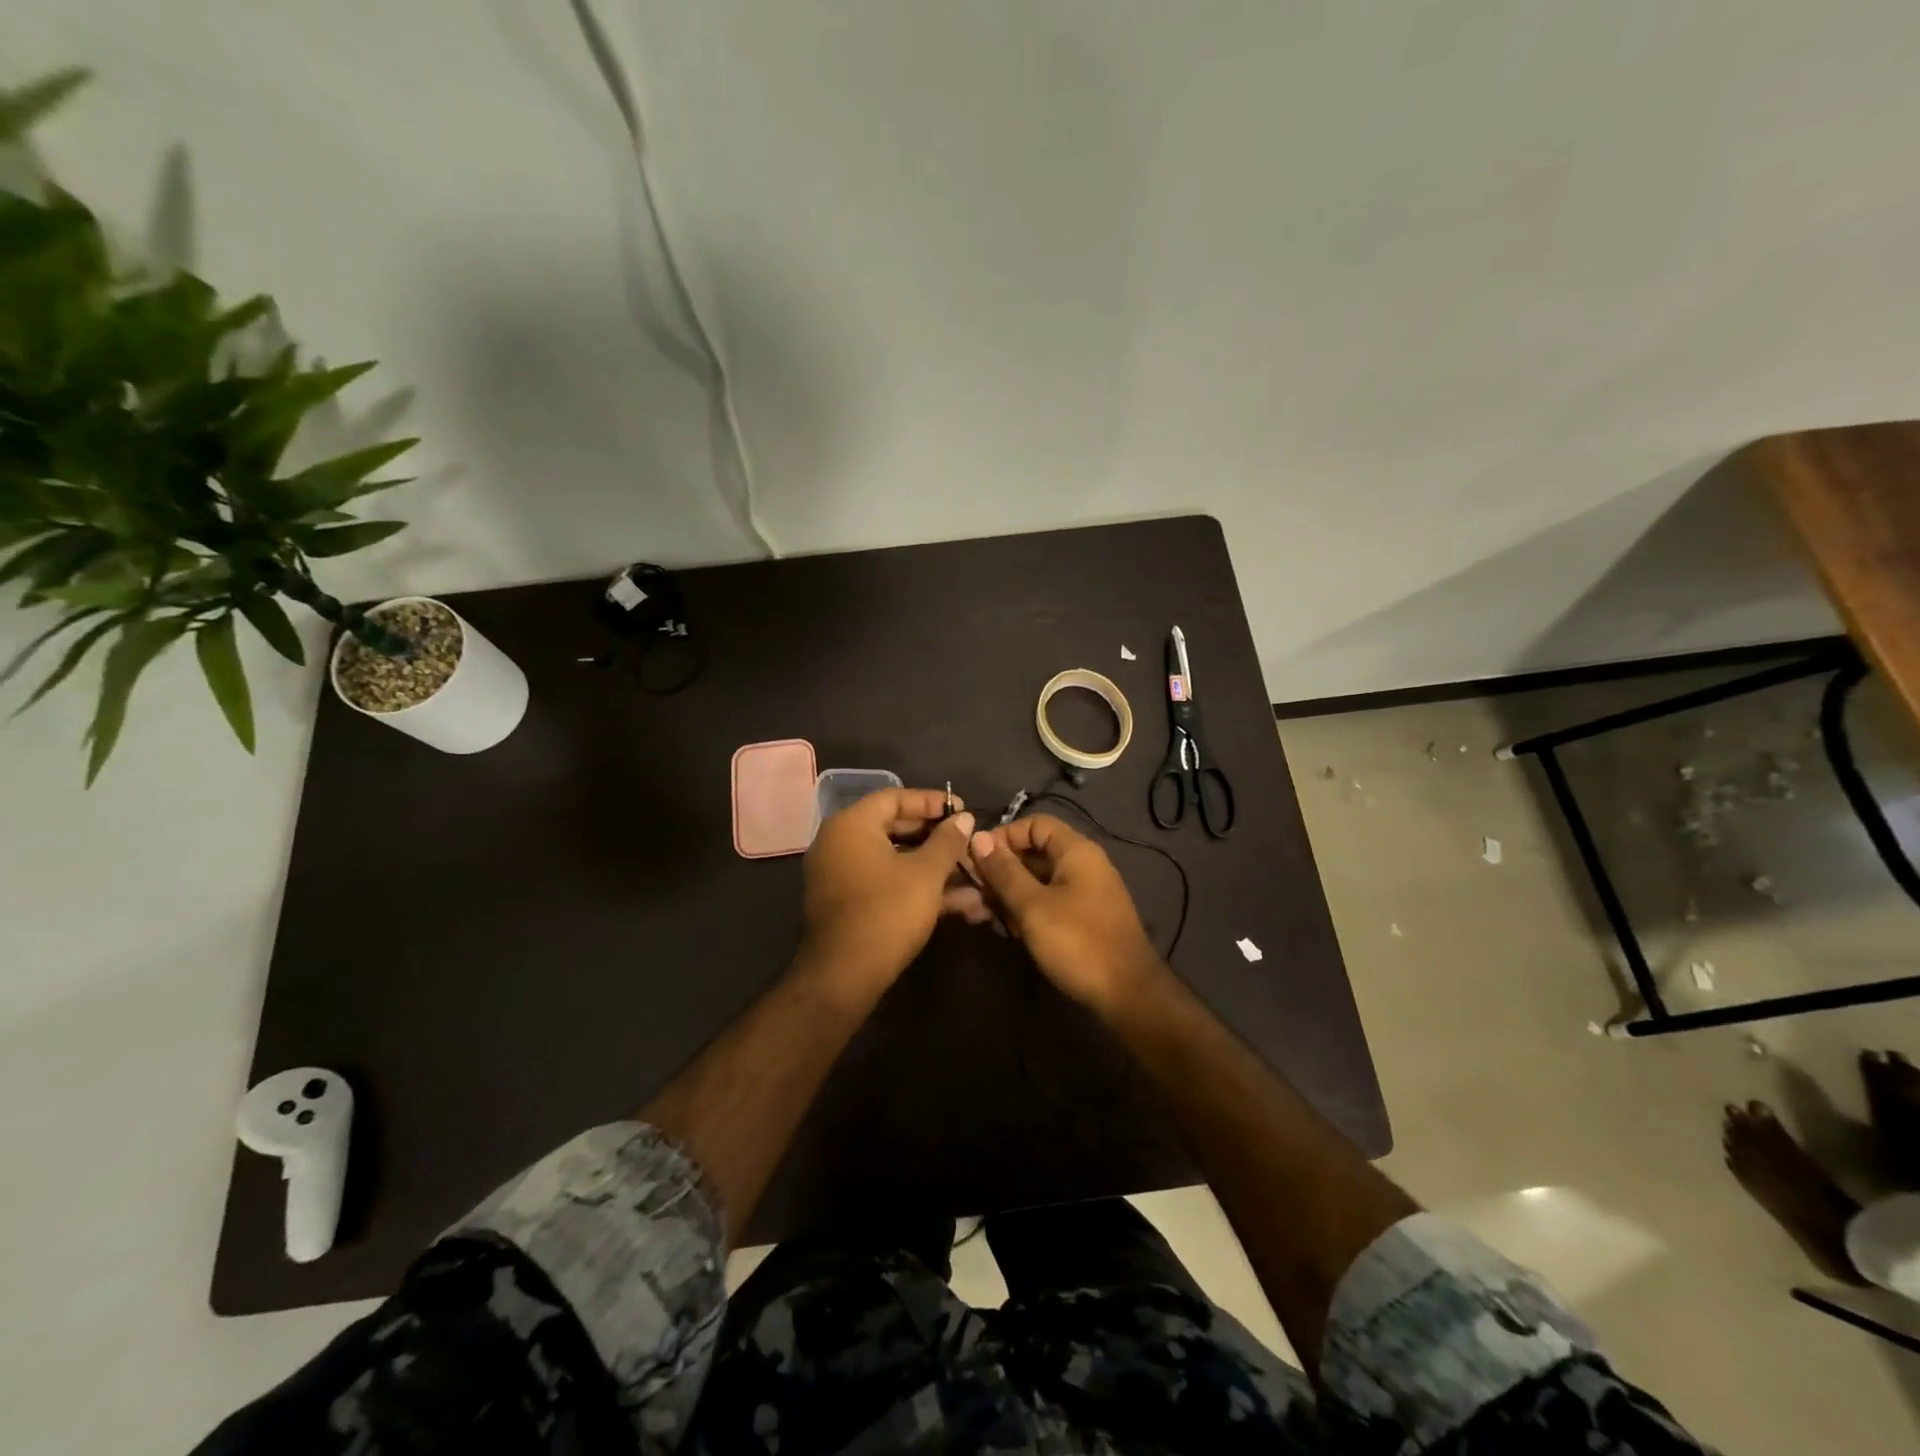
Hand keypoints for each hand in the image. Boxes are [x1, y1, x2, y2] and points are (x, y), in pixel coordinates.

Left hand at [800, 787, 982, 992]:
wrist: (844, 976)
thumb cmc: (887, 912)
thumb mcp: (926, 873)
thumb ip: (947, 841)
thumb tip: (964, 818)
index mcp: (852, 825)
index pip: (895, 797)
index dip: (932, 802)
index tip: (963, 811)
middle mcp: (840, 843)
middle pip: (895, 828)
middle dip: (938, 839)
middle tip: (969, 843)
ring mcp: (841, 875)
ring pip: (895, 860)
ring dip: (935, 868)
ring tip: (975, 878)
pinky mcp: (849, 903)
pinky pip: (887, 882)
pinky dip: (917, 887)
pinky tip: (960, 904)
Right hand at [967, 814, 1160, 1012]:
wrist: (1128, 995)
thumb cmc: (1078, 942)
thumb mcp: (1033, 906)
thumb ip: (1004, 871)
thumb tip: (978, 837)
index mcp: (1077, 851)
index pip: (1035, 824)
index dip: (1004, 836)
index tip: (976, 859)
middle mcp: (1084, 865)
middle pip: (1035, 852)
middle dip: (1002, 870)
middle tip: (974, 893)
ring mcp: (1085, 893)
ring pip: (1038, 881)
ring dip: (1010, 894)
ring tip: (985, 915)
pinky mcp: (1084, 918)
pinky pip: (1049, 902)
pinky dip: (1027, 910)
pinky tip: (1009, 930)